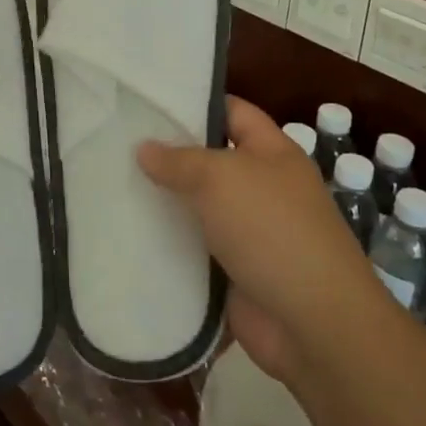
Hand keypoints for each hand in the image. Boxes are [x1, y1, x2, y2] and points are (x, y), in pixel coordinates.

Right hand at [139, 97, 366, 384]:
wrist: (313, 324)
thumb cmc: (272, 230)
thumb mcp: (221, 178)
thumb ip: (178, 160)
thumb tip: (144, 148)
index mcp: (273, 153)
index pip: (232, 111)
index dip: (195, 102)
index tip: (148, 101)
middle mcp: (262, 187)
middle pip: (210, 161)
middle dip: (168, 155)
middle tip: (117, 144)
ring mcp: (249, 233)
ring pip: (198, 207)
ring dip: (163, 203)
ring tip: (112, 186)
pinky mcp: (234, 273)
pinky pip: (194, 251)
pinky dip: (167, 246)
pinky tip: (128, 235)